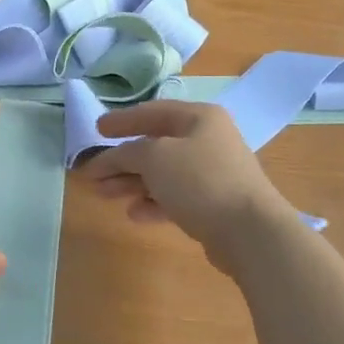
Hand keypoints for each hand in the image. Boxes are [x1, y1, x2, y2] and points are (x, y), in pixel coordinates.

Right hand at [85, 101, 293, 258]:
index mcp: (199, 117)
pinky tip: (133, 214)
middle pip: (155, 145)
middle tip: (93, 172)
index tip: (96, 129)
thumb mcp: (154, 157)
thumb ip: (126, 153)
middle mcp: (208, 140)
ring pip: (163, 174)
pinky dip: (153, 202)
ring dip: (132, 183)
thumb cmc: (200, 180)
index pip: (152, 112)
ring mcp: (213, 173)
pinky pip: (175, 197)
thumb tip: (109, 158)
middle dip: (122, 160)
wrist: (250, 232)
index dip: (122, 120)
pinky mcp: (214, 205)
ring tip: (103, 195)